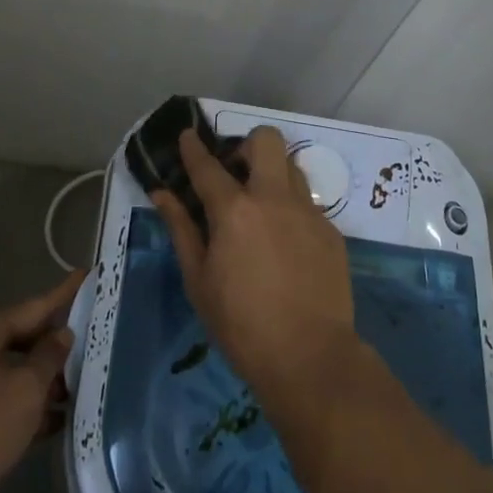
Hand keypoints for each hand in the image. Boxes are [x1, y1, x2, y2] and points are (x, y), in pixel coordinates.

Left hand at [0, 268, 85, 492]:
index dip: (63, 293)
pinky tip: (58, 420)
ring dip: (46, 380)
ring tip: (83, 384)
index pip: (33, 307)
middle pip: (23, 339)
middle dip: (57, 344)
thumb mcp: (25, 389)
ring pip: (15, 373)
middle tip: (93, 337)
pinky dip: (30, 407)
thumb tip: (62, 334)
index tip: (88, 275)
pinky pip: (6, 402)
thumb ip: (49, 358)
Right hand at [151, 127, 356, 411]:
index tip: (187, 135)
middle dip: (246, 146)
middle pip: (266, 140)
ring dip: (272, 173)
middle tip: (235, 174)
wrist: (310, 357)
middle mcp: (274, 198)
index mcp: (235, 210)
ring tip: (261, 206)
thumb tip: (161, 194)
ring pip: (291, 165)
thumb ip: (181, 229)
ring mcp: (307, 211)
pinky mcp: (330, 230)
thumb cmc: (241, 324)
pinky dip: (290, 208)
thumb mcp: (199, 280)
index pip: (207, 165)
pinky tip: (284, 243)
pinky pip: (308, 201)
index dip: (193, 147)